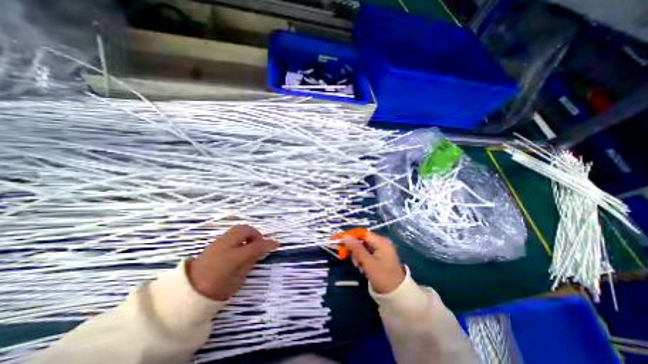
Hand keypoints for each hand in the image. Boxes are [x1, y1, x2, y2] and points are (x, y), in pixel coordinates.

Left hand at [187, 224, 277, 301]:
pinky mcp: (214, 243)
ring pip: (238, 229)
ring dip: (247, 234)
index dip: (268, 244)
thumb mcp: (238, 279)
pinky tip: (240, 247)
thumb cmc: (216, 289)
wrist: (187, 293)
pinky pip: (232, 234)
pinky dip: (240, 236)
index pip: (255, 246)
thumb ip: (250, 261)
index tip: (276, 244)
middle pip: (245, 229)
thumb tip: (261, 250)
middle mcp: (226, 244)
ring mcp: (219, 242)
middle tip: (259, 245)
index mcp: (233, 256)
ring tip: (250, 246)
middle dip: (255, 234)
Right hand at [344, 232, 403, 293]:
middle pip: (362, 240)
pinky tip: (361, 268)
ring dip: (357, 255)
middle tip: (344, 256)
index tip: (339, 240)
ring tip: (357, 266)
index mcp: (381, 242)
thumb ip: (357, 249)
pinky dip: (362, 259)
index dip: (350, 235)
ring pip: (363, 247)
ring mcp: (380, 250)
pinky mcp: (379, 257)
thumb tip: (345, 236)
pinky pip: (366, 254)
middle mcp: (381, 243)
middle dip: (353, 248)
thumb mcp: (368, 263)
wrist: (397, 296)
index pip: (362, 233)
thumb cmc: (383, 278)